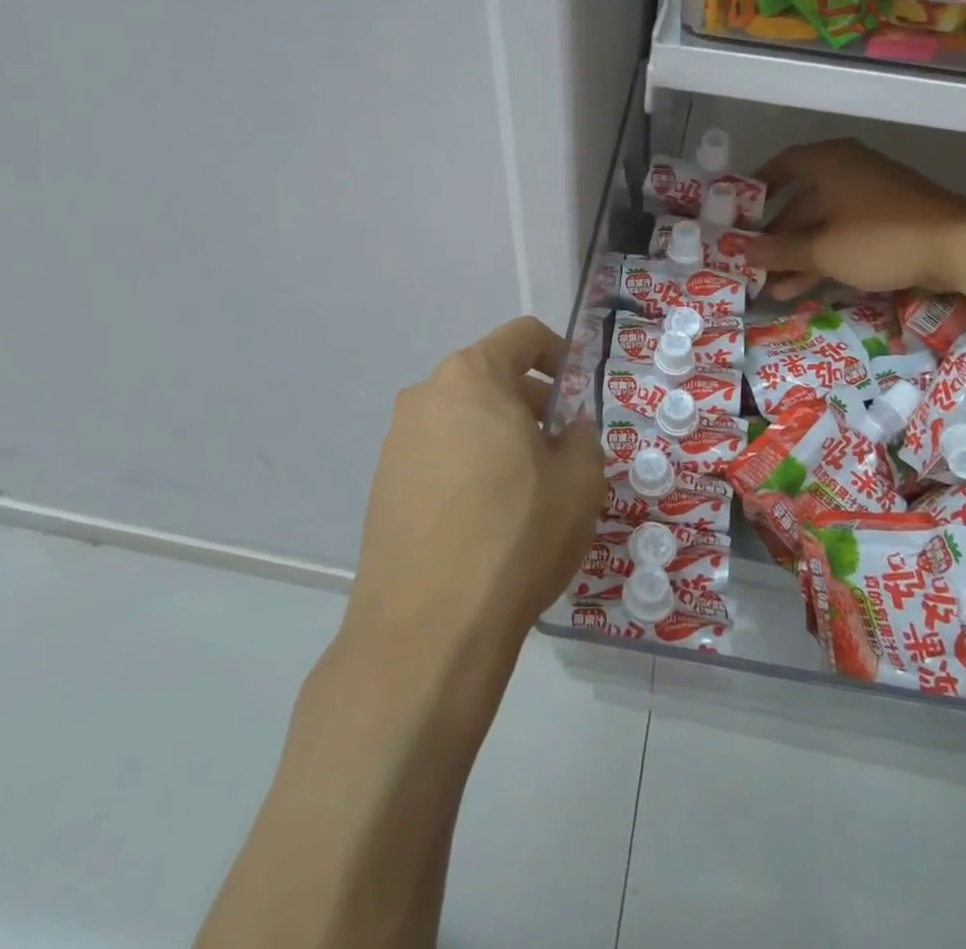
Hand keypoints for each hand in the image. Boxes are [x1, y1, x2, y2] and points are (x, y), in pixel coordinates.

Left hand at [347, 317, 604, 658]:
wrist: (428, 629)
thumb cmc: (516, 536)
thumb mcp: (580, 481)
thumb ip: (583, 437)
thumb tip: (569, 430)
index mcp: (472, 377)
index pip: (523, 336)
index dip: (559, 353)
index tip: (577, 393)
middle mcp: (426, 396)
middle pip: (490, 377)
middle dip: (530, 402)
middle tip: (561, 448)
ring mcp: (396, 442)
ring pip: (463, 418)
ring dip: (499, 435)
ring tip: (527, 487)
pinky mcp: (382, 485)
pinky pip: (438, 454)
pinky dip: (468, 464)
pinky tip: (487, 516)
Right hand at [746, 139, 965, 299]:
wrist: (959, 246)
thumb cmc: (880, 237)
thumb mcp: (824, 249)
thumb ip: (781, 251)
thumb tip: (743, 251)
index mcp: (829, 163)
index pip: (783, 165)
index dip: (758, 187)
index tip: (739, 211)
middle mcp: (848, 171)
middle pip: (802, 202)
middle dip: (777, 236)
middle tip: (753, 262)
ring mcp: (871, 197)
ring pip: (823, 224)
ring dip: (798, 255)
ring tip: (772, 287)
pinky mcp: (890, 221)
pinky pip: (845, 235)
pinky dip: (825, 257)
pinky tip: (804, 287)